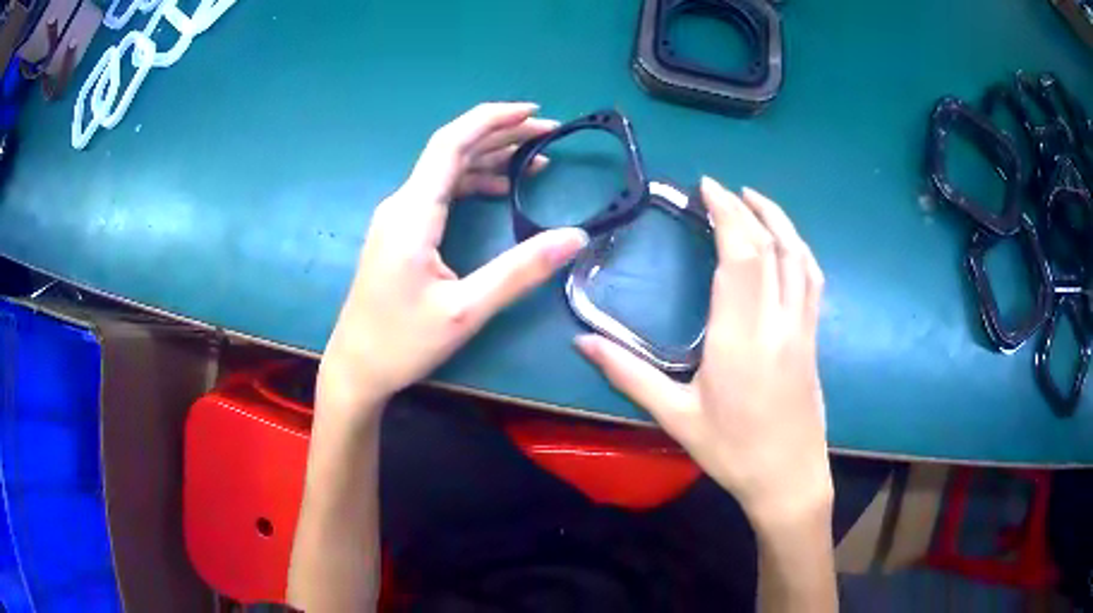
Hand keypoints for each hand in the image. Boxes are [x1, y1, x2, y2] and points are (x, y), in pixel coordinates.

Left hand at [321, 102, 588, 420]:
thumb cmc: (404, 342)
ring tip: (536, 160)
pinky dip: (473, 183)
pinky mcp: (400, 232)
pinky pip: (440, 192)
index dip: (492, 120)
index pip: (452, 144)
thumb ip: (520, 271)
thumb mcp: (467, 311)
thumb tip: (575, 237)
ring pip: (447, 170)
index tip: (533, 111)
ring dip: (490, 158)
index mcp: (413, 213)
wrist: (357, 367)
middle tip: (549, 135)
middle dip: (501, 135)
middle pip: (452, 150)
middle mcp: (402, 204)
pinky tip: (501, 189)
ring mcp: (398, 217)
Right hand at [577, 177, 830, 526]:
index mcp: (741, 338)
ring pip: (799, 258)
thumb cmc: (732, 451)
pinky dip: (798, 249)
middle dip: (746, 209)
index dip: (726, 214)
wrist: (788, 479)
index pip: (741, 257)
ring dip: (779, 220)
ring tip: (755, 199)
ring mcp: (802, 328)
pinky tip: (786, 243)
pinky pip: (812, 280)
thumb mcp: (675, 417)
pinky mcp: (813, 338)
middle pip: (770, 247)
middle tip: (719, 188)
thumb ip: (628, 374)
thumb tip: (580, 341)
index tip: (707, 188)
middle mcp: (777, 323)